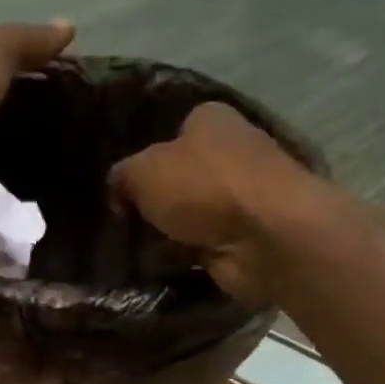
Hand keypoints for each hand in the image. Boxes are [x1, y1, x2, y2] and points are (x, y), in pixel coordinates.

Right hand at [108, 102, 326, 306]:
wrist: (266, 236)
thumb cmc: (204, 187)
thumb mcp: (143, 172)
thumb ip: (122, 177)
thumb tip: (118, 191)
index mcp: (211, 120)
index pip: (172, 132)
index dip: (144, 158)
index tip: (122, 189)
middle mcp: (231, 151)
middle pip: (181, 175)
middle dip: (156, 199)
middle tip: (124, 221)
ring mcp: (242, 195)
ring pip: (191, 212)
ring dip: (169, 230)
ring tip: (135, 247)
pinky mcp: (246, 234)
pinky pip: (202, 243)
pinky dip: (185, 253)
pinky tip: (162, 263)